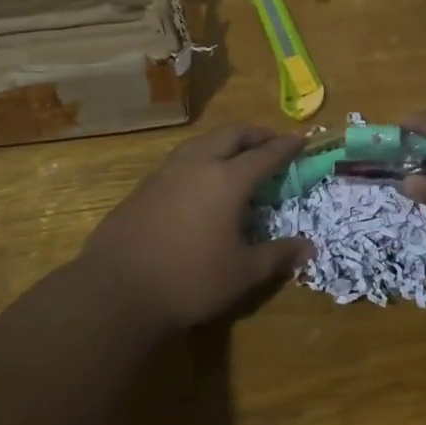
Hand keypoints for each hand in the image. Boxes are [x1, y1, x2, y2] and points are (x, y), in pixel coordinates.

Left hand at [77, 124, 310, 333]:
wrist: (116, 290)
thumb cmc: (189, 280)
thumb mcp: (242, 274)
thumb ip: (277, 255)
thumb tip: (309, 247)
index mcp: (227, 180)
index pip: (264, 154)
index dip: (285, 146)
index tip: (301, 140)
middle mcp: (197, 165)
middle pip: (231, 134)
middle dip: (255, 134)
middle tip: (270, 142)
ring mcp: (165, 173)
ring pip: (201, 141)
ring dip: (224, 141)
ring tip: (236, 154)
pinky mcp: (143, 187)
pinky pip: (180, 159)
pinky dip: (200, 157)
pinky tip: (199, 179)